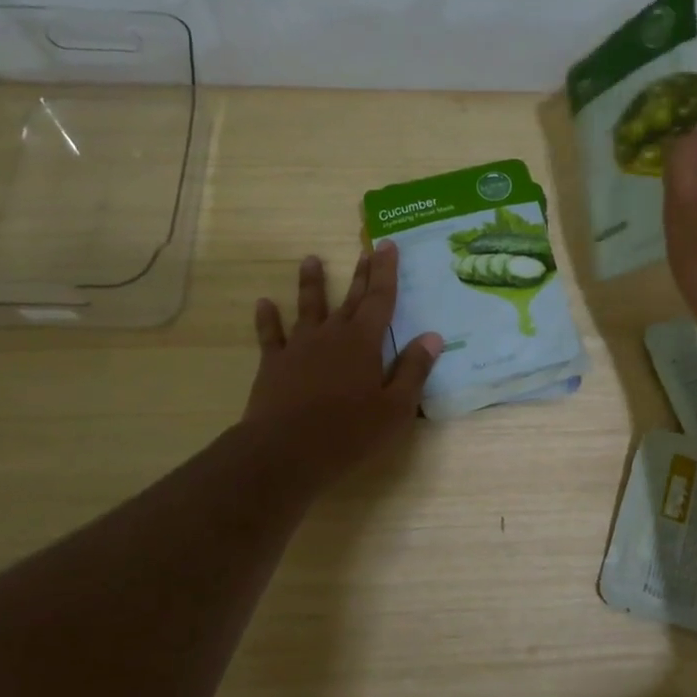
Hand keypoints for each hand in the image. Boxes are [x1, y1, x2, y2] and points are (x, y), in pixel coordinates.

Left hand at [243, 244, 441, 490]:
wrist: (286, 451)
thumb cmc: (349, 432)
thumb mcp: (395, 408)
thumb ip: (414, 370)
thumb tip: (433, 337)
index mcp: (364, 342)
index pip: (381, 299)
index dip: (386, 271)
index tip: (388, 245)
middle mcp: (332, 335)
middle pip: (351, 298)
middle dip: (361, 273)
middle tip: (366, 249)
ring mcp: (299, 346)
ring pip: (307, 307)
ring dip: (311, 283)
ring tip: (311, 260)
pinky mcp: (274, 363)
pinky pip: (270, 335)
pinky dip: (267, 319)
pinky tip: (263, 304)